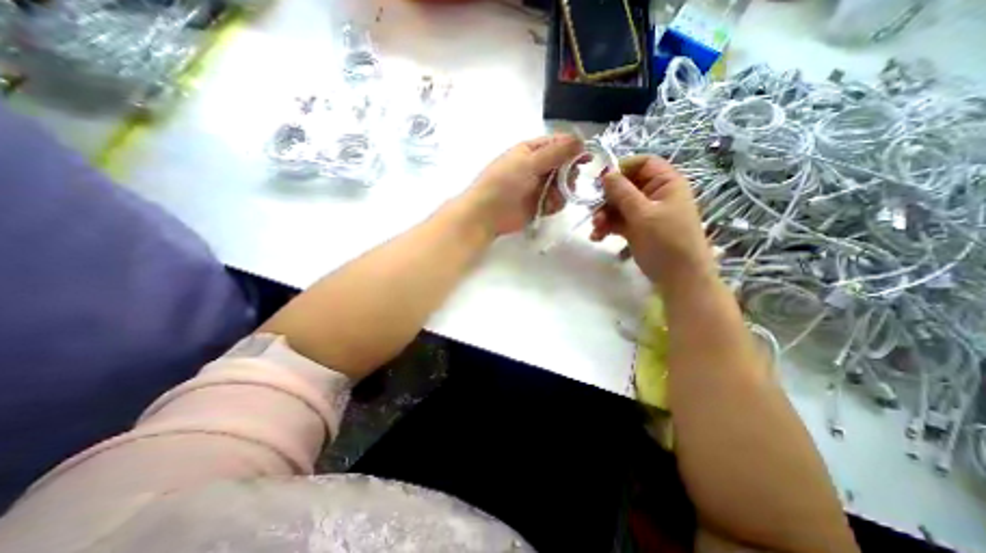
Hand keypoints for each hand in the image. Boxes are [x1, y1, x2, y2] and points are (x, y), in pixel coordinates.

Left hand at [464, 135, 578, 236]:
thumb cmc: (504, 183)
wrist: (487, 214)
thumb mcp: (529, 163)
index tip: (587, 158)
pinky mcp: (539, 204)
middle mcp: (537, 166)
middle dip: (568, 173)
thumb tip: (581, 140)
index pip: (558, 144)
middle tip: (566, 181)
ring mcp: (538, 186)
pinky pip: (556, 201)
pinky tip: (546, 207)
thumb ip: (556, 153)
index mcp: (531, 150)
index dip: (574, 149)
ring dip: (562, 191)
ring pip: (563, 185)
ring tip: (551, 197)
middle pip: (564, 165)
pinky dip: (554, 204)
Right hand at [589, 156, 712, 288]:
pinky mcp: (637, 228)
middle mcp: (655, 195)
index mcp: (666, 184)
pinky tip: (597, 237)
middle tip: (593, 211)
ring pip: (618, 205)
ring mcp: (645, 213)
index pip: (643, 164)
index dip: (622, 169)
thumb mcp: (643, 214)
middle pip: (625, 186)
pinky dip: (607, 227)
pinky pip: (618, 221)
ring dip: (604, 215)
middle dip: (607, 199)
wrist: (678, 278)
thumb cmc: (666, 241)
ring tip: (596, 229)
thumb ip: (623, 192)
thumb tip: (606, 173)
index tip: (600, 180)